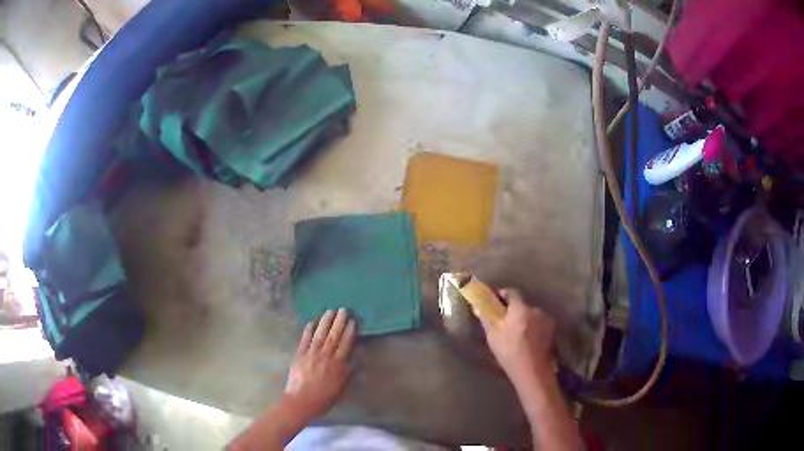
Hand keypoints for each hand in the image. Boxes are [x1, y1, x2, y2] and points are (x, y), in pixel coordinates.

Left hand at [284, 308, 356, 421]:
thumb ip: (349, 372)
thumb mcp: (341, 389)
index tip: (353, 321)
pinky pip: (304, 340)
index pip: (345, 345)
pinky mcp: (299, 356)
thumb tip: (358, 355)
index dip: (350, 332)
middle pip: (333, 336)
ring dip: (325, 322)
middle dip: (339, 322)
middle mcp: (325, 357)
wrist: (300, 403)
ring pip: (320, 335)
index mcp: (338, 366)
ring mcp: (311, 355)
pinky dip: (308, 331)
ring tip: (330, 311)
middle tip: (344, 310)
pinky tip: (311, 322)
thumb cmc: (323, 399)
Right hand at [481, 289, 556, 386]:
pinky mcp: (552, 329)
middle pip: (522, 305)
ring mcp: (546, 318)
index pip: (511, 292)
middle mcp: (535, 309)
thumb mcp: (493, 336)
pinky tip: (529, 340)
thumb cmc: (509, 352)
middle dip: (514, 312)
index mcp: (519, 308)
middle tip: (505, 325)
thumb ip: (486, 317)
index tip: (496, 304)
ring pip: (531, 314)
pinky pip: (540, 323)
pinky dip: (534, 327)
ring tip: (518, 335)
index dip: (502, 296)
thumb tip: (478, 305)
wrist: (532, 370)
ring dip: (525, 320)